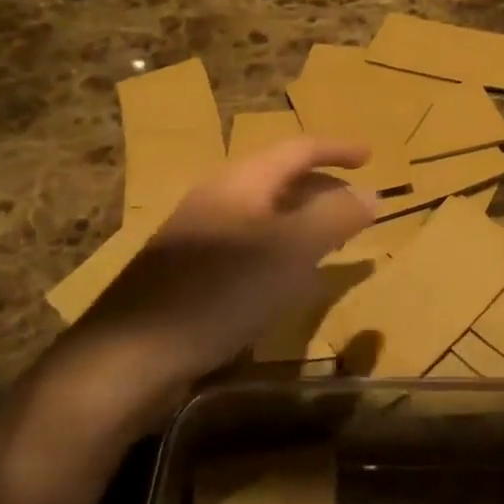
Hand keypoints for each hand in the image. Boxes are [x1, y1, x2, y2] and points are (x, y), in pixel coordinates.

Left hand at [43, 139, 375, 415]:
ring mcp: (198, 233)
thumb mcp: (290, 252)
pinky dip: (279, 245)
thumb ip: (334, 218)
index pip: (298, 148)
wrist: (131, 355)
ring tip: (330, 239)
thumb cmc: (220, 292)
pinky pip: (247, 241)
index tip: (372, 156)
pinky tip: (285, 276)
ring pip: (263, 211)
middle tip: (357, 205)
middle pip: (279, 177)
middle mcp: (217, 197)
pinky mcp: (188, 268)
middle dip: (322, 186)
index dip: (338, 149)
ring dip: (301, 217)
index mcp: (241, 182)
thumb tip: (372, 192)